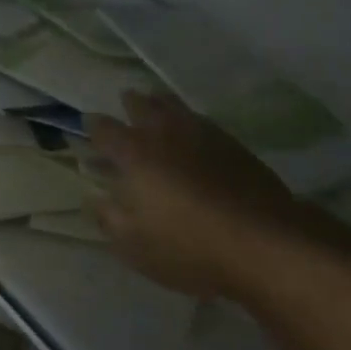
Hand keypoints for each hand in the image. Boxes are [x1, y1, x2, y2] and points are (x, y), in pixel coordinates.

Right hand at [86, 93, 304, 299]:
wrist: (262, 242)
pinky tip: (192, 129)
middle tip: (126, 102)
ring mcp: (201, 133)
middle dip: (130, 103)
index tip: (88, 125)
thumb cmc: (188, 247)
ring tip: (156, 104)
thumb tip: (93, 197)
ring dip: (160, 102)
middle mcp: (164, 133)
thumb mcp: (134, 245)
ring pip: (174, 105)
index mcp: (134, 154)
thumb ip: (108, 218)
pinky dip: (188, 118)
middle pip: (142, 105)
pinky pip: (200, 119)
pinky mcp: (231, 142)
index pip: (105, 130)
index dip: (94, 126)